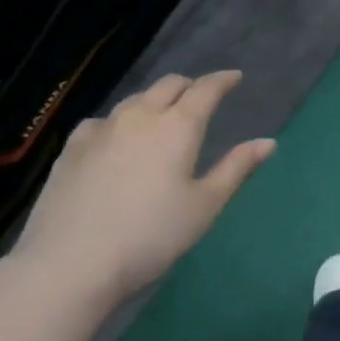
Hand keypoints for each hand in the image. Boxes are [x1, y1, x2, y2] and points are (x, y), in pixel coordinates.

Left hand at [0, 71, 274, 311]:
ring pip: (135, 100)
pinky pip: (103, 120)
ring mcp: (101, 129)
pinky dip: (121, 121)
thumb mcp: (204, 206)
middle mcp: (139, 116)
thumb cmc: (150, 236)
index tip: (234, 77)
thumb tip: (268, 142)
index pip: (205, 90)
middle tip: (201, 97)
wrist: (70, 263)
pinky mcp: (72, 147)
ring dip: (155, 100)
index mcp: (177, 127)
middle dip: (189, 86)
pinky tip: (117, 138)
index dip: (223, 80)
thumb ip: (236, 169)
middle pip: (168, 86)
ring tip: (162, 115)